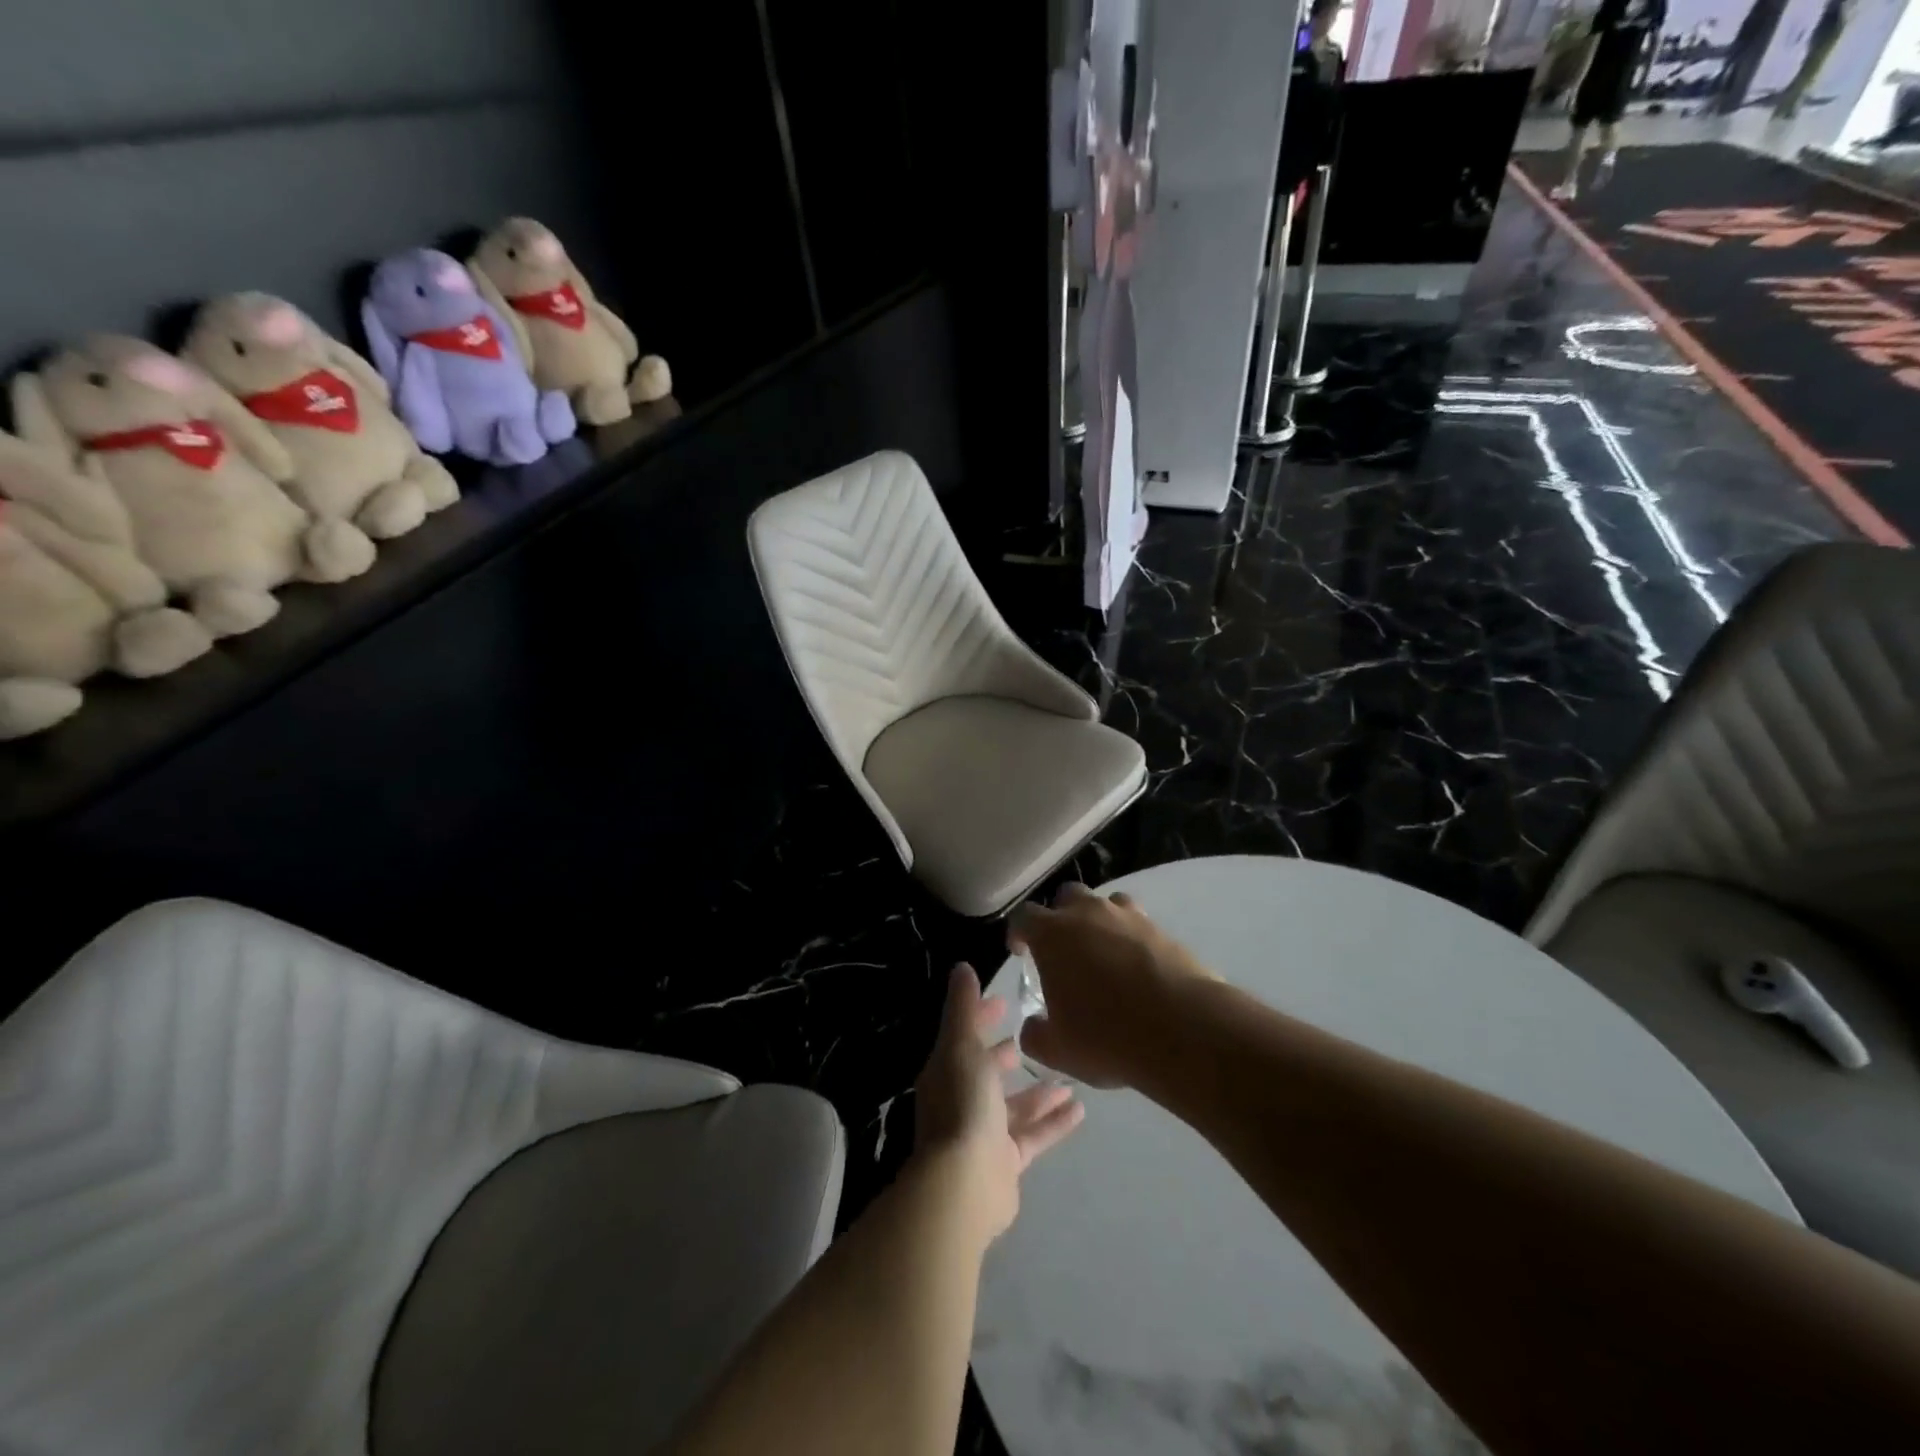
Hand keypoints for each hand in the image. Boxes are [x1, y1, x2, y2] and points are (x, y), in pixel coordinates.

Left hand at [913, 963, 1083, 1242]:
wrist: (964, 1182)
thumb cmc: (963, 1103)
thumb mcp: (962, 1045)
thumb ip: (963, 1007)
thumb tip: (961, 967)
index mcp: (947, 1071)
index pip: (965, 1036)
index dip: (982, 1017)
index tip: (1005, 1001)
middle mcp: (962, 1100)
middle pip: (987, 1072)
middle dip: (1007, 1054)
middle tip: (1037, 1035)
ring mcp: (984, 1133)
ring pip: (1015, 1106)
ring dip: (1039, 1091)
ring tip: (1069, 1075)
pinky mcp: (1006, 1162)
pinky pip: (1034, 1136)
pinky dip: (1053, 1122)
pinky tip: (1079, 1110)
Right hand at [1010, 882, 1217, 1088]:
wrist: (1184, 1030)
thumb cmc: (1107, 1036)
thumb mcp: (1057, 1050)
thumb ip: (1035, 1034)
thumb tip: (1033, 1027)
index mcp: (1053, 934)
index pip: (1024, 917)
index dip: (1018, 932)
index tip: (1020, 952)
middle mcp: (1088, 913)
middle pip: (1067, 897)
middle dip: (1060, 917)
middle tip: (1063, 949)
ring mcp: (1129, 917)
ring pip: (1106, 904)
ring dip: (1099, 922)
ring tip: (1103, 954)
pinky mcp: (1163, 930)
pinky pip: (1139, 924)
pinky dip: (1132, 939)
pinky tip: (1137, 968)